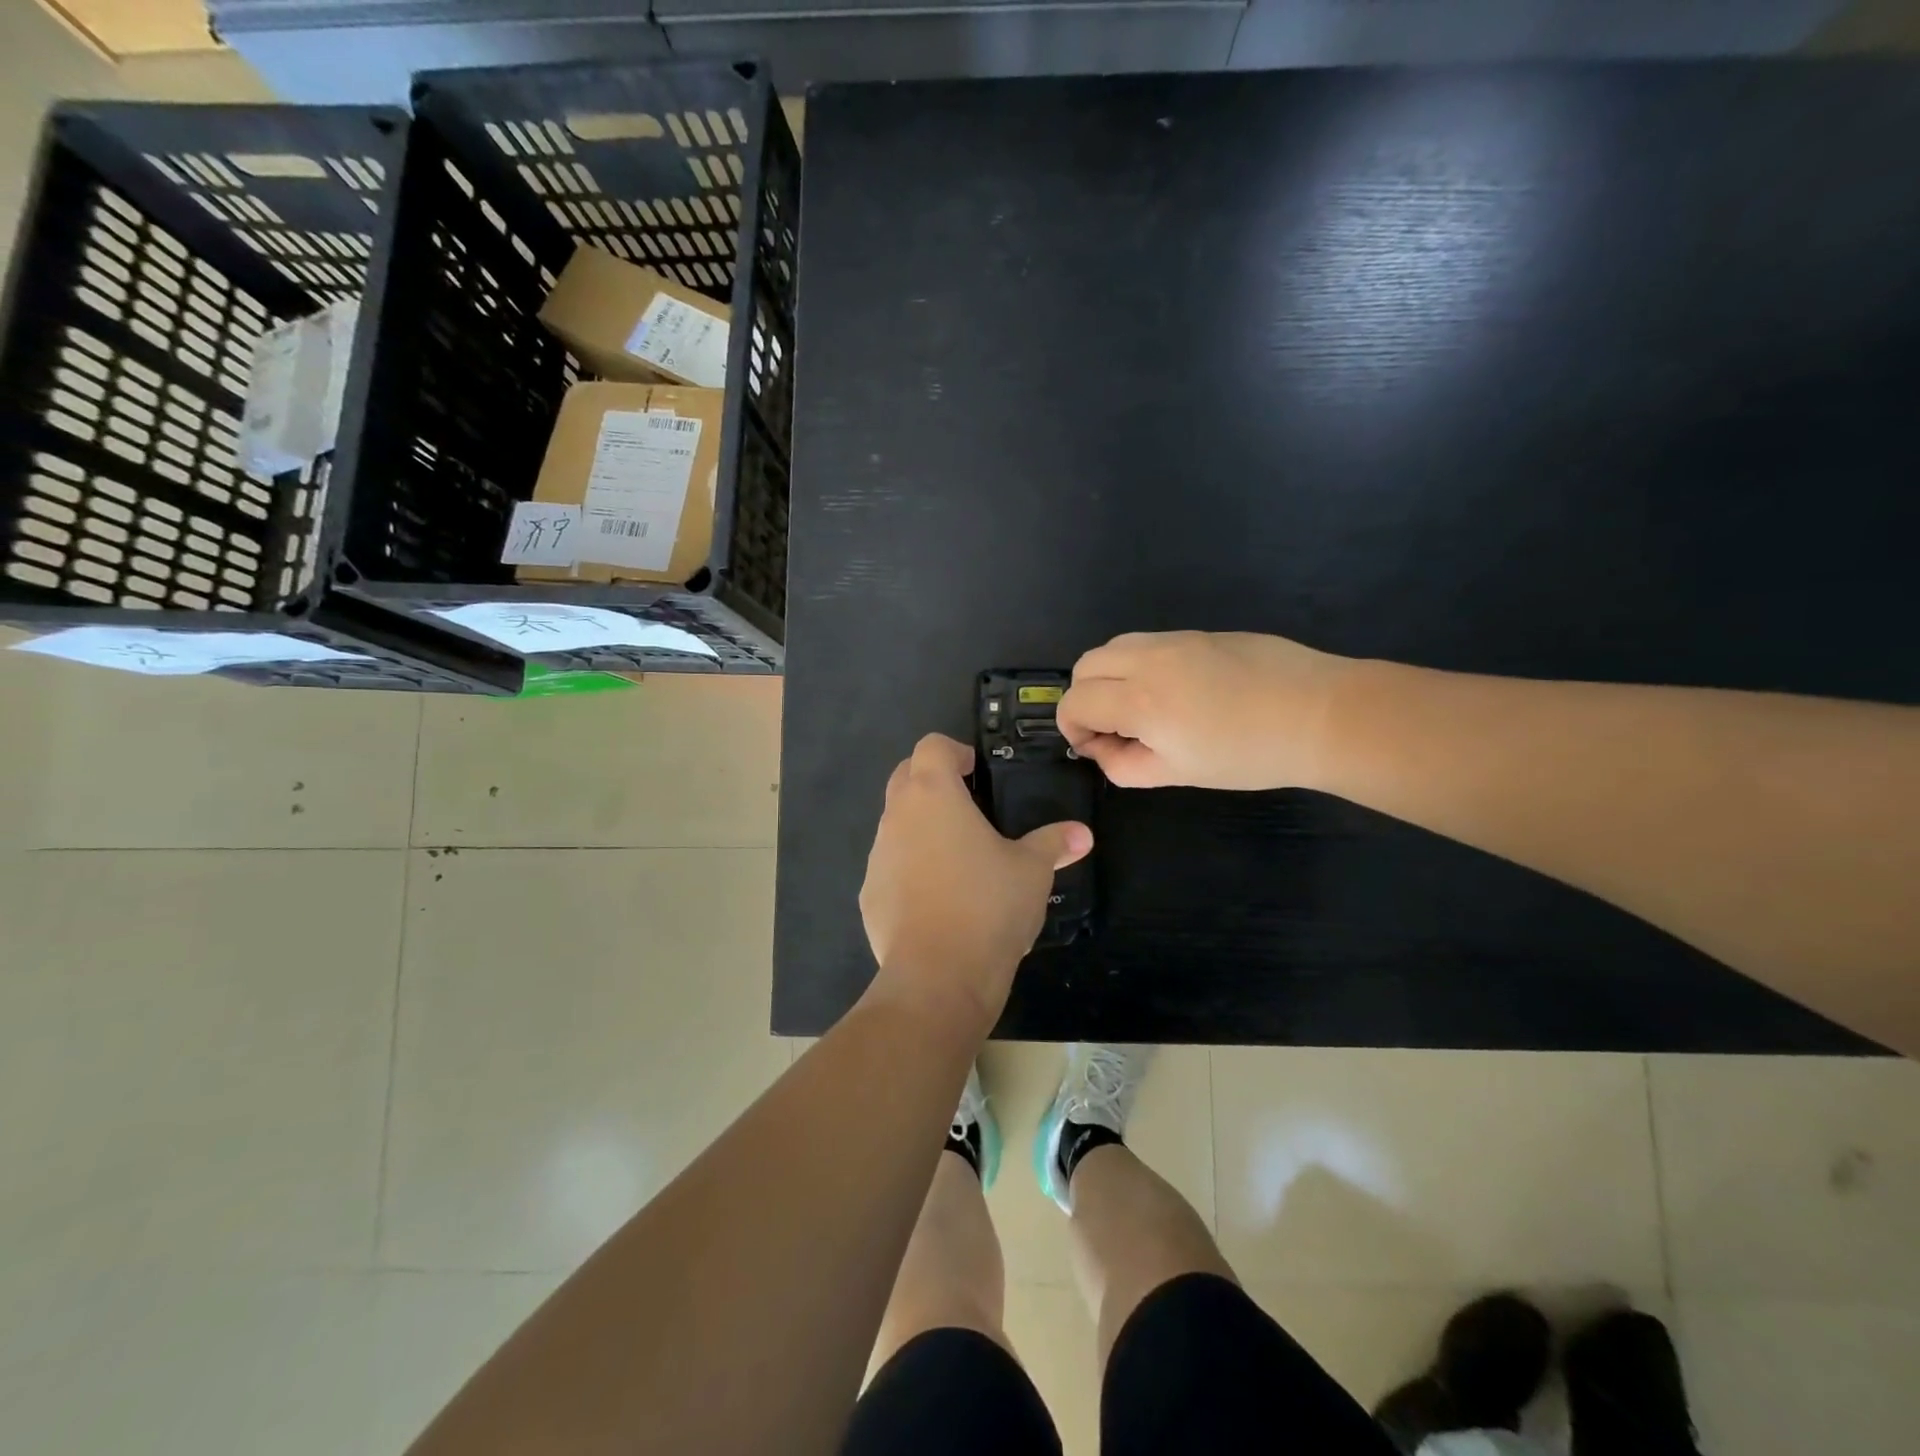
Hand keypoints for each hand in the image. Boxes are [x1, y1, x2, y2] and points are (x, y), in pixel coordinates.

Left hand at [860, 734, 1092, 1026]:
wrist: (937, 977)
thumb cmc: (988, 906)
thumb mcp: (1032, 871)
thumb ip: (1054, 843)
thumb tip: (1082, 834)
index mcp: (932, 795)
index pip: (931, 746)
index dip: (955, 751)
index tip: (978, 773)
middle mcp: (896, 816)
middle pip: (905, 776)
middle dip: (933, 781)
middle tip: (970, 805)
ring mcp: (877, 856)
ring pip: (895, 822)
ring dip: (921, 826)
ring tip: (959, 856)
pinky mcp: (869, 894)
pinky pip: (889, 865)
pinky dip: (910, 868)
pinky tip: (939, 898)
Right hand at [1058, 631, 1352, 790]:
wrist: (1320, 713)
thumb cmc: (1248, 755)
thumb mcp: (1178, 774)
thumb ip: (1124, 765)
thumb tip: (1101, 749)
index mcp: (1139, 700)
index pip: (1075, 702)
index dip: (1072, 729)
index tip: (1095, 748)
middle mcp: (1147, 659)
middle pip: (1084, 666)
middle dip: (1084, 698)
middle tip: (1113, 728)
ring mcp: (1174, 639)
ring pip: (1113, 647)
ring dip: (1108, 677)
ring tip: (1139, 707)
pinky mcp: (1199, 632)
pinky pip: (1147, 643)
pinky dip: (1138, 665)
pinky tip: (1174, 692)